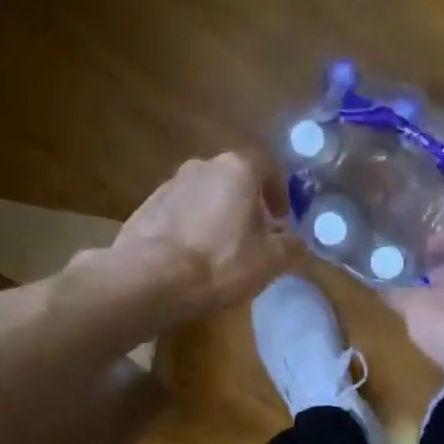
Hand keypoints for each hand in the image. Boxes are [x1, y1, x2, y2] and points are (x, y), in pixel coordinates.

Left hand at [104, 151, 297, 317]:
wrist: (151, 277)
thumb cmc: (221, 262)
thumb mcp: (270, 260)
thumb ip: (290, 246)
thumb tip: (295, 240)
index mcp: (237, 168)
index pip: (267, 166)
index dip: (279, 192)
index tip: (281, 218)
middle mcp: (202, 165)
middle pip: (234, 179)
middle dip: (247, 204)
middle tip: (254, 236)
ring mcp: (170, 184)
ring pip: (205, 195)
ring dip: (217, 215)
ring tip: (221, 250)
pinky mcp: (147, 207)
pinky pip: (180, 212)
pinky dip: (192, 227)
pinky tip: (192, 257)